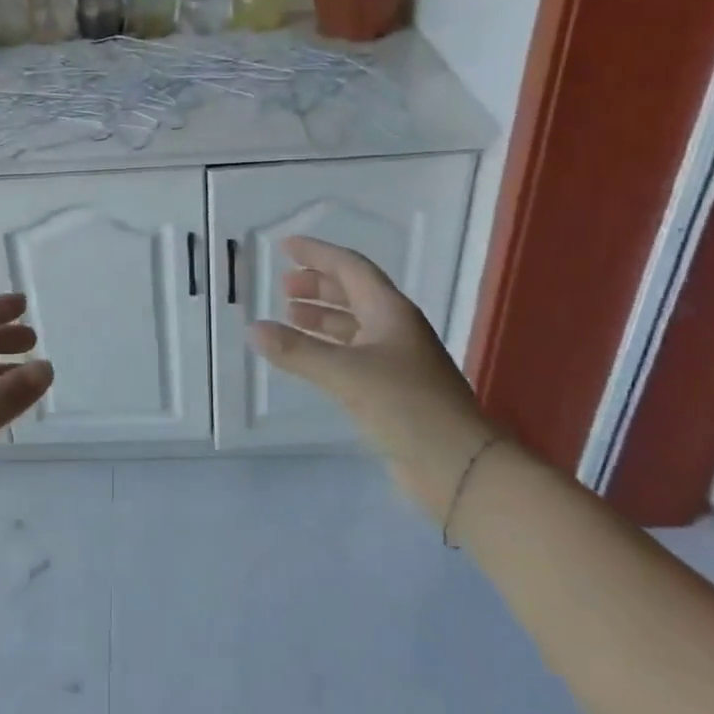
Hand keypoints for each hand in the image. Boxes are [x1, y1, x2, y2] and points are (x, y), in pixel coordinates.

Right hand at [249, 236, 494, 520]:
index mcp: (390, 311)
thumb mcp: (346, 374)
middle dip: (318, 285)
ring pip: (353, 325)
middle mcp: (395, 328)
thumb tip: (253, 329)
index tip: (284, 247)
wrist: (460, 466)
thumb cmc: (406, 406)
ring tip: (288, 317)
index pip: (350, 267)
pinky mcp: (393, 390)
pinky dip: (327, 347)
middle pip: (353, 293)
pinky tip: (309, 358)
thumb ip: (298, 351)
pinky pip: (353, 354)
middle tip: (283, 287)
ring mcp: (396, 360)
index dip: (317, 254)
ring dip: (321, 317)